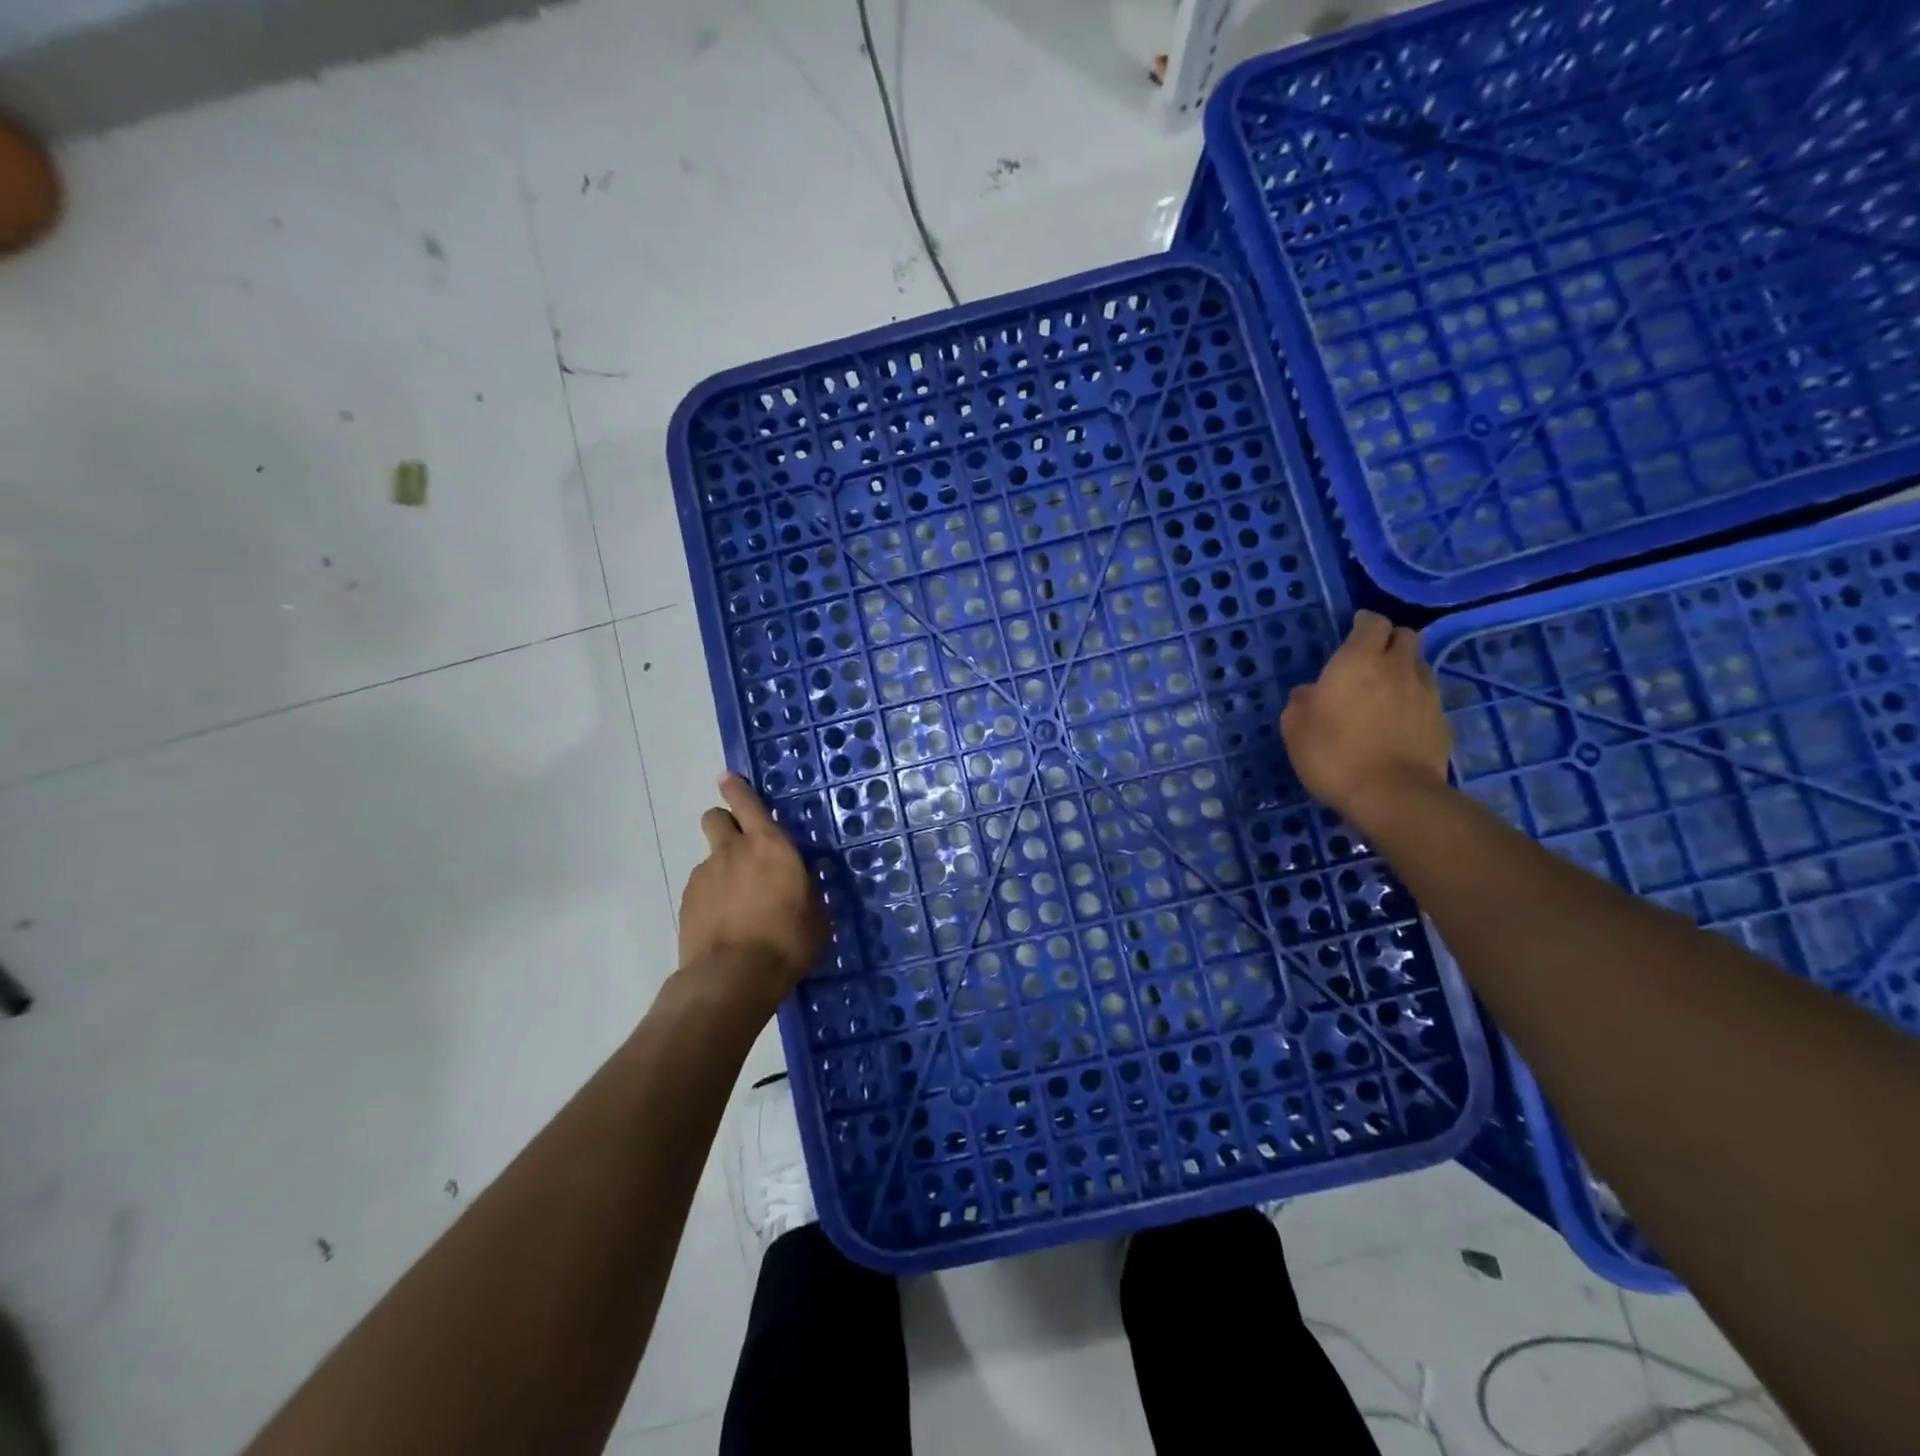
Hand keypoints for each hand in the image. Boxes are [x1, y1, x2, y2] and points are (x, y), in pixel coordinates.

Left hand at [678, 773, 827, 1010]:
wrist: (733, 977)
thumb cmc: (787, 941)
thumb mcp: (816, 916)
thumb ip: (808, 893)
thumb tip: (806, 889)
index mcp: (770, 845)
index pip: (747, 802)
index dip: (737, 788)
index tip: (728, 778)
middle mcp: (733, 851)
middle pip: (716, 818)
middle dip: (725, 823)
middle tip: (740, 844)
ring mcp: (705, 875)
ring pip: (710, 857)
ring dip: (722, 868)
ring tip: (738, 902)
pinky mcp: (687, 901)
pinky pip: (701, 887)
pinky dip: (711, 896)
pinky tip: (724, 923)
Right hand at [1279, 610, 1451, 832]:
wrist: (1391, 794)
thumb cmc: (1333, 754)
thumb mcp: (1295, 728)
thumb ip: (1301, 703)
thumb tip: (1310, 693)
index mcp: (1359, 661)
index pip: (1372, 623)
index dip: (1364, 624)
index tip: (1354, 630)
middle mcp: (1398, 667)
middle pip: (1406, 636)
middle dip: (1390, 640)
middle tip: (1371, 657)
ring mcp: (1426, 694)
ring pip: (1419, 665)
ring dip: (1404, 669)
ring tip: (1386, 690)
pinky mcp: (1441, 721)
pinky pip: (1428, 697)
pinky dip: (1414, 700)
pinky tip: (1398, 721)